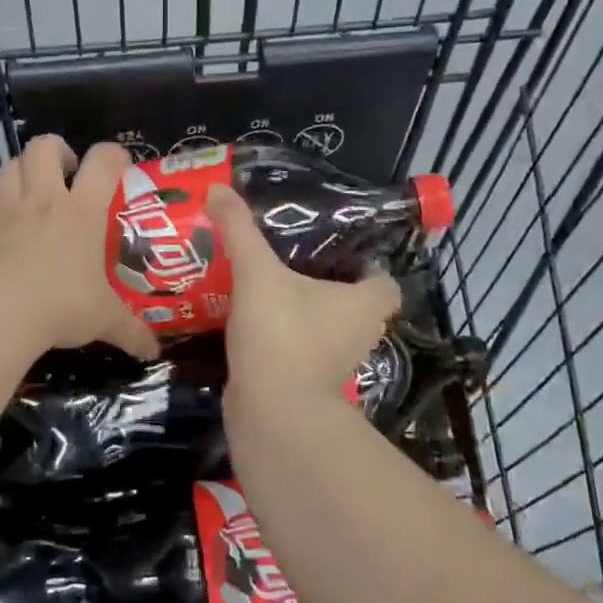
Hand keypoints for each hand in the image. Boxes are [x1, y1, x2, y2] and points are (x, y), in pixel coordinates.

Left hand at [0, 135, 160, 359]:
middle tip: (65, 173)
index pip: (102, 162)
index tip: (119, 165)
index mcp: (82, 211)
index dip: (113, 155)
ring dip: (21, 169)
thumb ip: (131, 332)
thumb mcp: (104, 320)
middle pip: (45, 146)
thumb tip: (154, 352)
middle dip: (57, 151)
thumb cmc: (61, 306)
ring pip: (10, 164)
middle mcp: (44, 199)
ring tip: (30, 187)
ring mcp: (7, 207)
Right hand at [205, 183, 399, 414]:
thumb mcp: (257, 273)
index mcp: (363, 305)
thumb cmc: (281, 335)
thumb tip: (218, 188)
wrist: (271, 414)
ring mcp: (334, 365)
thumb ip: (239, 230)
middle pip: (354, 305)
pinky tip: (252, 324)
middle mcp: (358, 335)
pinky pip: (300, 352)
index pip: (384, 282)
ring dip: (304, 314)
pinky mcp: (307, 385)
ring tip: (267, 288)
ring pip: (325, 331)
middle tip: (291, 262)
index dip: (367, 267)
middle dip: (328, 287)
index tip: (335, 252)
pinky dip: (284, 340)